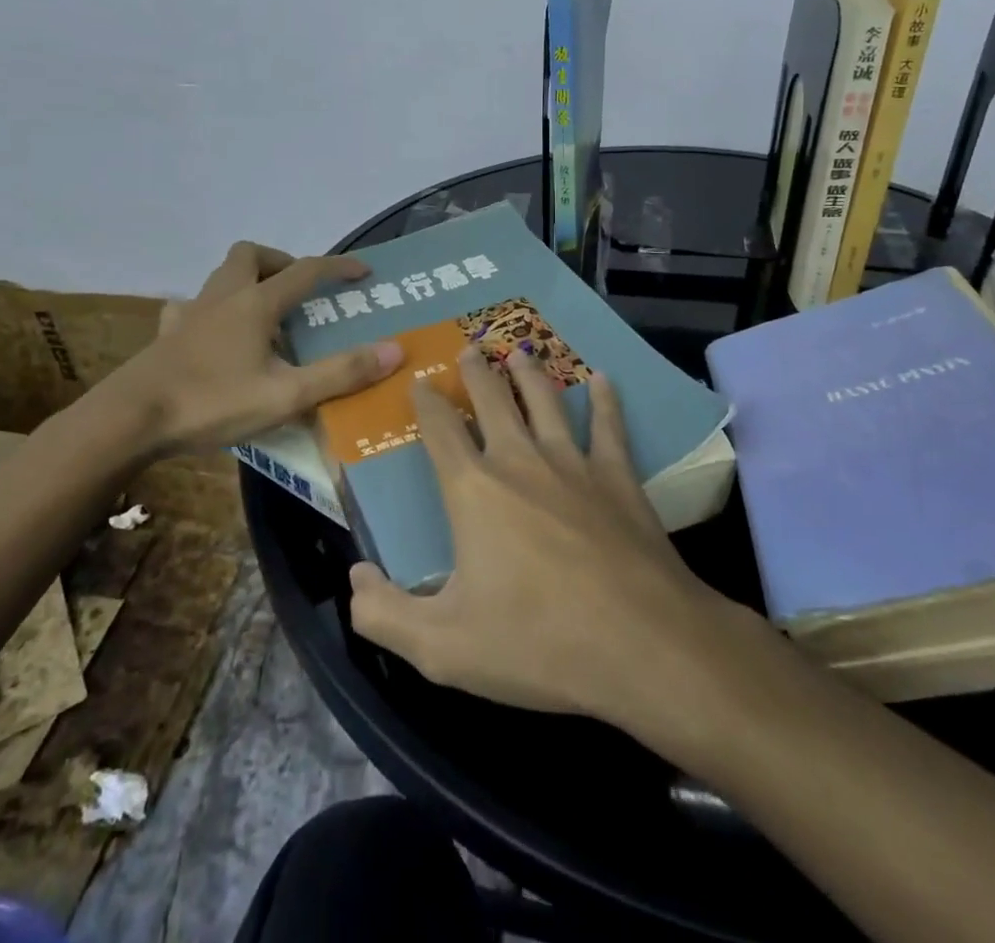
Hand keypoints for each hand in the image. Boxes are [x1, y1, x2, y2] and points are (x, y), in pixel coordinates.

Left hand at [72, 241, 403, 456]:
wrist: (130, 419)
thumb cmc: (212, 403)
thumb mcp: (286, 395)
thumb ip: (341, 373)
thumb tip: (395, 350)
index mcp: (256, 304)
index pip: (306, 271)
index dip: (338, 267)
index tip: (363, 271)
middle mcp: (224, 296)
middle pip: (253, 255)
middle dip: (282, 262)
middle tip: (299, 290)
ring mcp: (191, 312)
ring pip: (222, 275)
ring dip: (248, 280)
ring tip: (265, 313)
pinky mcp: (167, 334)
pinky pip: (192, 306)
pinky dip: (211, 310)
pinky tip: (215, 335)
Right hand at [347, 345, 750, 735]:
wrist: (640, 645)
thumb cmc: (536, 643)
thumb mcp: (442, 647)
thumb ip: (384, 614)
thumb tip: (354, 579)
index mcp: (473, 490)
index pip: (440, 430)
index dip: (426, 402)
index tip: (419, 381)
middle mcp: (520, 460)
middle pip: (493, 400)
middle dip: (476, 372)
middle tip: (469, 347)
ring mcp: (573, 463)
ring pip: (545, 401)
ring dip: (529, 372)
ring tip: (519, 351)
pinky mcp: (618, 477)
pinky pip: (608, 426)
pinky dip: (605, 399)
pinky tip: (602, 378)